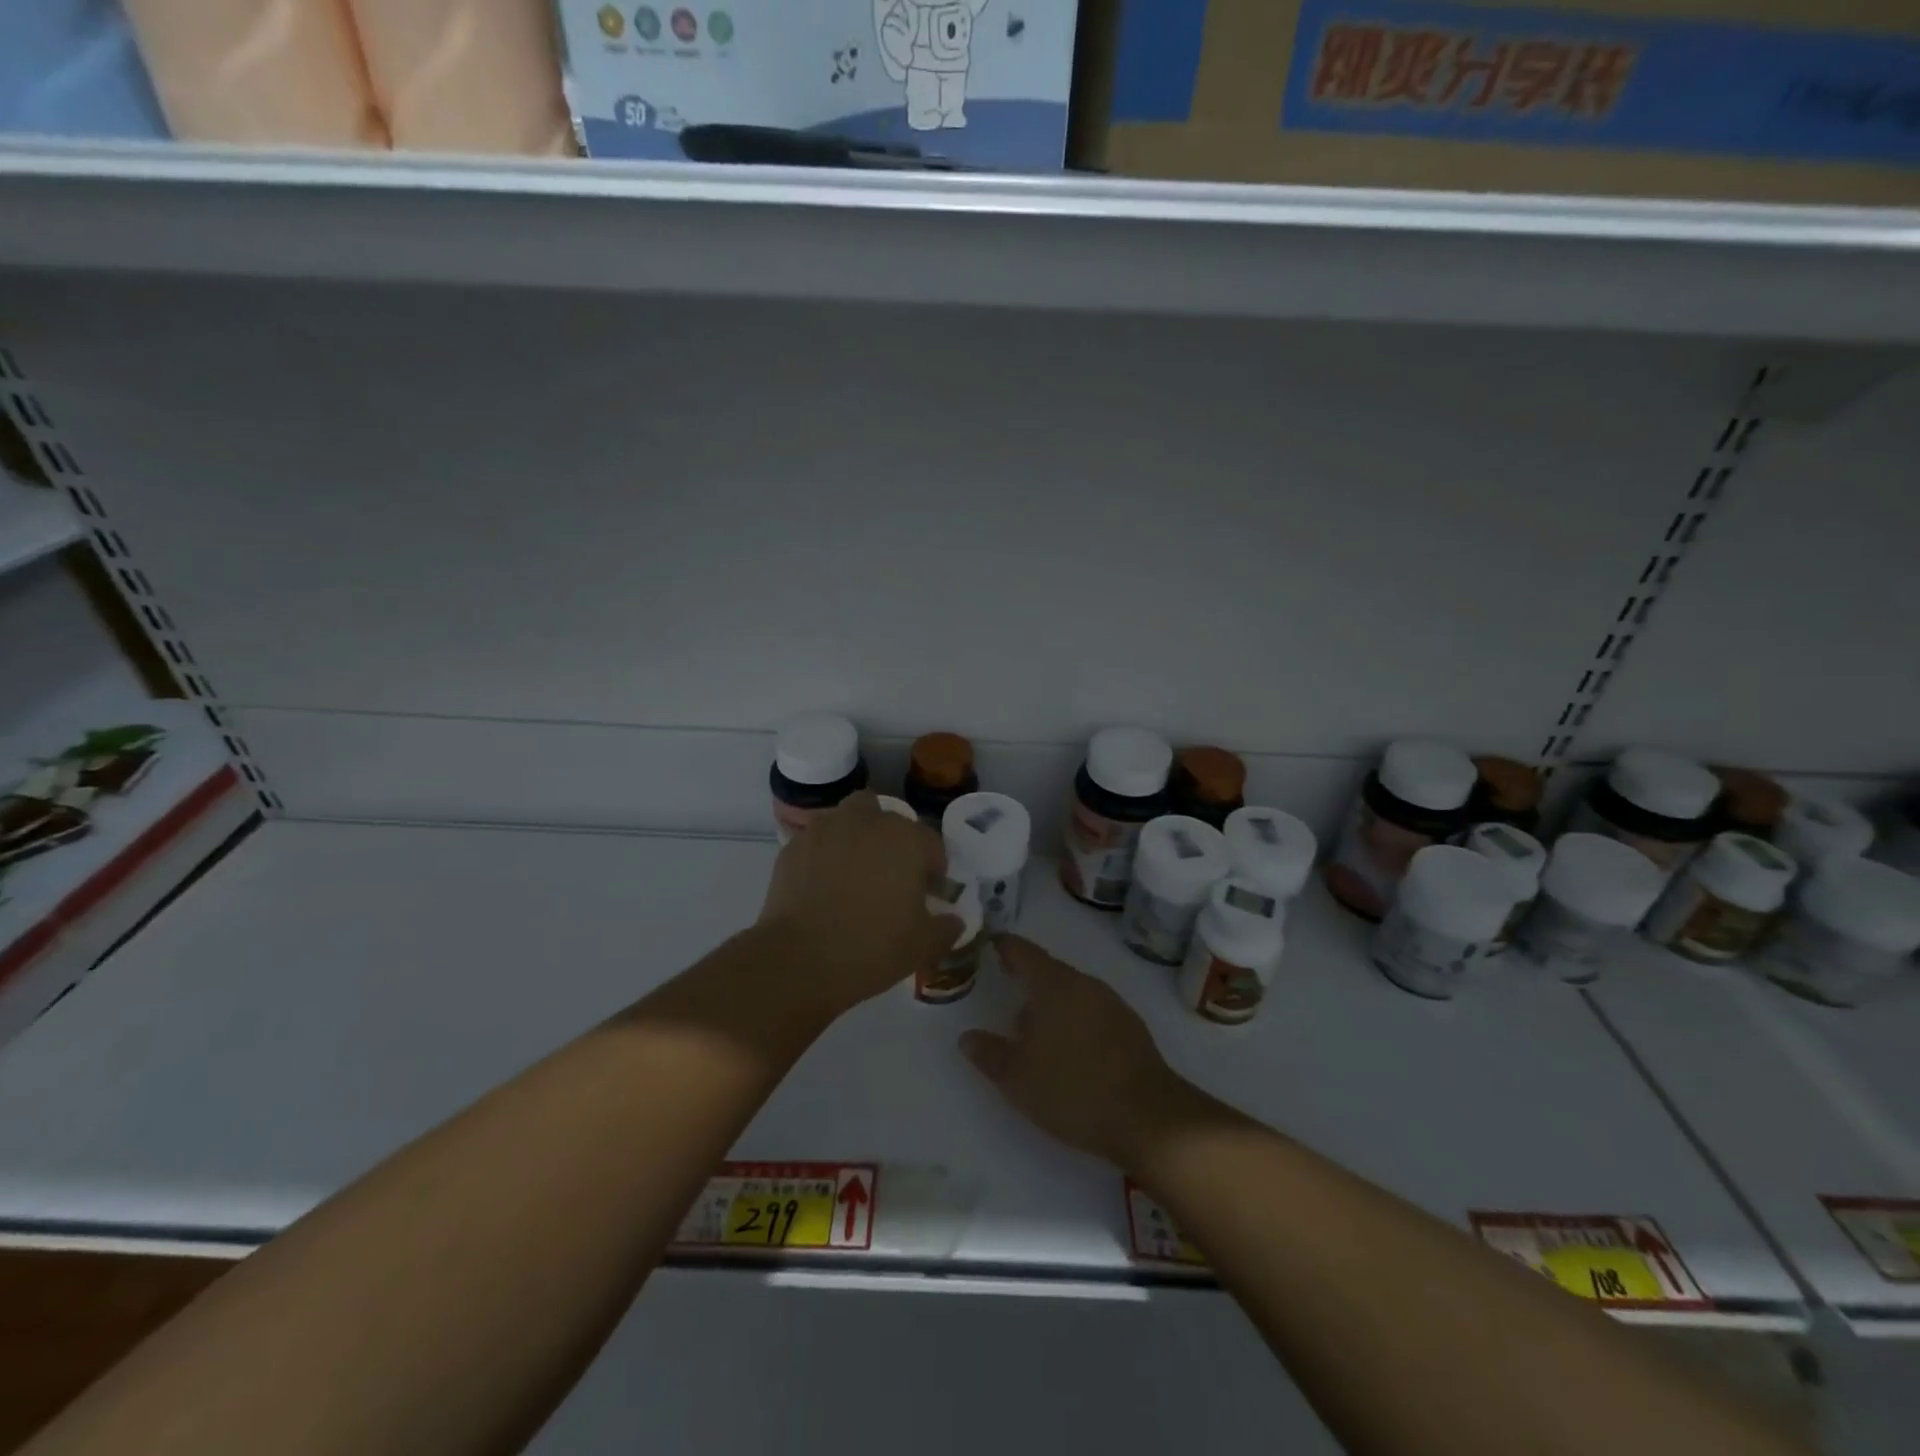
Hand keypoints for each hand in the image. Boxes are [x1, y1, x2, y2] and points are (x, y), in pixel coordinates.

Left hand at [758, 793, 961, 1016]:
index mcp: (906, 839)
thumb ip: (946, 928)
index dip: (934, 870)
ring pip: (850, 819)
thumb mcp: (923, 946)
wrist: (798, 960)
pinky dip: (826, 855)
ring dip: (858, 838)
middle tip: (892, 879)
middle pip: (890, 821)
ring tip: (855, 875)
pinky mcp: (793, 846)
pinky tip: (823, 887)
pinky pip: (819, 842)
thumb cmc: (872, 948)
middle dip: (895, 844)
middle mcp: (867, 822)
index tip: (928, 895)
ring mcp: (826, 829)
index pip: (931, 845)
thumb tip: (954, 920)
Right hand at [959, 936, 1190, 1167]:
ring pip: (1072, 994)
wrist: (1149, 1119)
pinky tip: (1067, 1052)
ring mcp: (1112, 1004)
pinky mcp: (1131, 1029)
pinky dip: (1073, 1021)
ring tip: (1031, 1031)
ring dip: (1050, 1005)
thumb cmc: (1074, 1089)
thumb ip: (989, 1053)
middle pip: (1049, 972)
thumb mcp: (1017, 1078)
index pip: (1023, 952)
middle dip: (1026, 981)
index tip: (988, 943)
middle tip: (1004, 991)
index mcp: (1055, 985)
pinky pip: (1091, 1012)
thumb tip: (967, 1037)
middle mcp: (1085, 984)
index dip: (1003, 946)